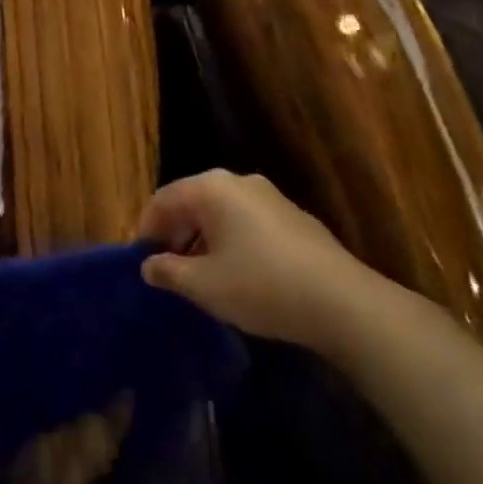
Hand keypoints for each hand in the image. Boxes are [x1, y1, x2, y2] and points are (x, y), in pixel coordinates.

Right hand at [137, 170, 388, 349]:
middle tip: (167, 268)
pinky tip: (238, 275)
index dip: (146, 228)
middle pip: (192, 201)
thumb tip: (148, 265)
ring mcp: (270, 197)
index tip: (141, 260)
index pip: (163, 199)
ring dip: (203, 239)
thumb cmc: (261, 285)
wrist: (341, 301)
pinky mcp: (293, 217)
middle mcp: (239, 182)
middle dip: (175, 232)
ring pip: (221, 212)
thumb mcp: (205, 285)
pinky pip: (247, 222)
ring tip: (199, 276)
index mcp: (211, 188)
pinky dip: (231, 241)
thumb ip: (169, 271)